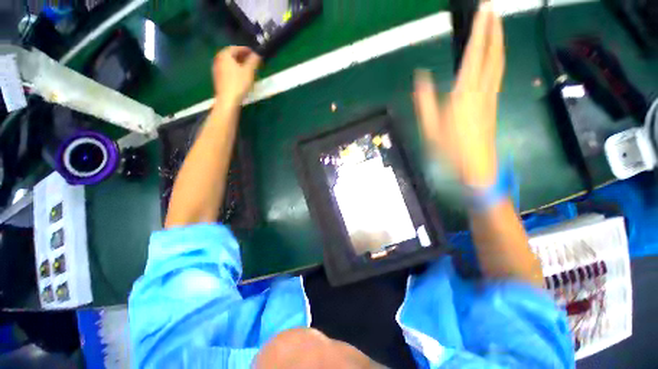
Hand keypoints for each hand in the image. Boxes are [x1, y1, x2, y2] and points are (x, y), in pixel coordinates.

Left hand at [213, 46, 260, 108]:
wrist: (228, 99)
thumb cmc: (239, 84)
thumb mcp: (249, 71)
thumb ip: (253, 61)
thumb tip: (257, 54)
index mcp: (225, 55)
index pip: (236, 48)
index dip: (246, 50)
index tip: (254, 54)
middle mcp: (218, 59)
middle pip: (231, 55)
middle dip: (242, 57)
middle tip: (252, 61)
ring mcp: (217, 69)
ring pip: (229, 63)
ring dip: (238, 64)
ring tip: (248, 69)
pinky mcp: (218, 78)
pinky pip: (227, 70)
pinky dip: (234, 70)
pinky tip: (241, 77)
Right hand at [414, 2, 503, 187]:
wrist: (477, 164)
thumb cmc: (450, 149)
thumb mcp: (430, 128)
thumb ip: (425, 101)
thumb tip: (420, 77)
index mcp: (464, 94)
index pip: (474, 55)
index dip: (479, 30)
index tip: (484, 9)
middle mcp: (482, 90)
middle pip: (492, 53)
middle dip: (494, 27)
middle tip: (492, 8)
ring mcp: (491, 95)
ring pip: (499, 61)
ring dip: (499, 39)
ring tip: (497, 23)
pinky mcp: (493, 101)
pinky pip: (497, 72)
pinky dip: (498, 56)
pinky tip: (495, 52)